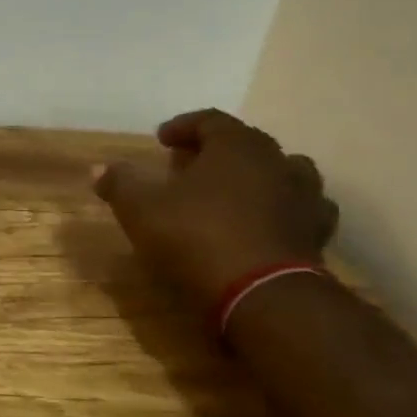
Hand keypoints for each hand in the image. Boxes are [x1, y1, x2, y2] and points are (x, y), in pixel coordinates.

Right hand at [93, 109, 337, 306]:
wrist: (263, 296)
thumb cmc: (197, 238)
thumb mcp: (142, 209)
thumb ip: (120, 184)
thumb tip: (99, 168)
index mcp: (237, 146)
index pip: (210, 120)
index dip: (183, 126)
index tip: (162, 140)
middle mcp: (277, 162)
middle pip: (247, 143)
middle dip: (216, 151)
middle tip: (190, 166)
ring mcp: (305, 198)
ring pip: (282, 173)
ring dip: (256, 177)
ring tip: (232, 193)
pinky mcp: (317, 235)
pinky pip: (299, 210)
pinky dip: (280, 210)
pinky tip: (263, 224)